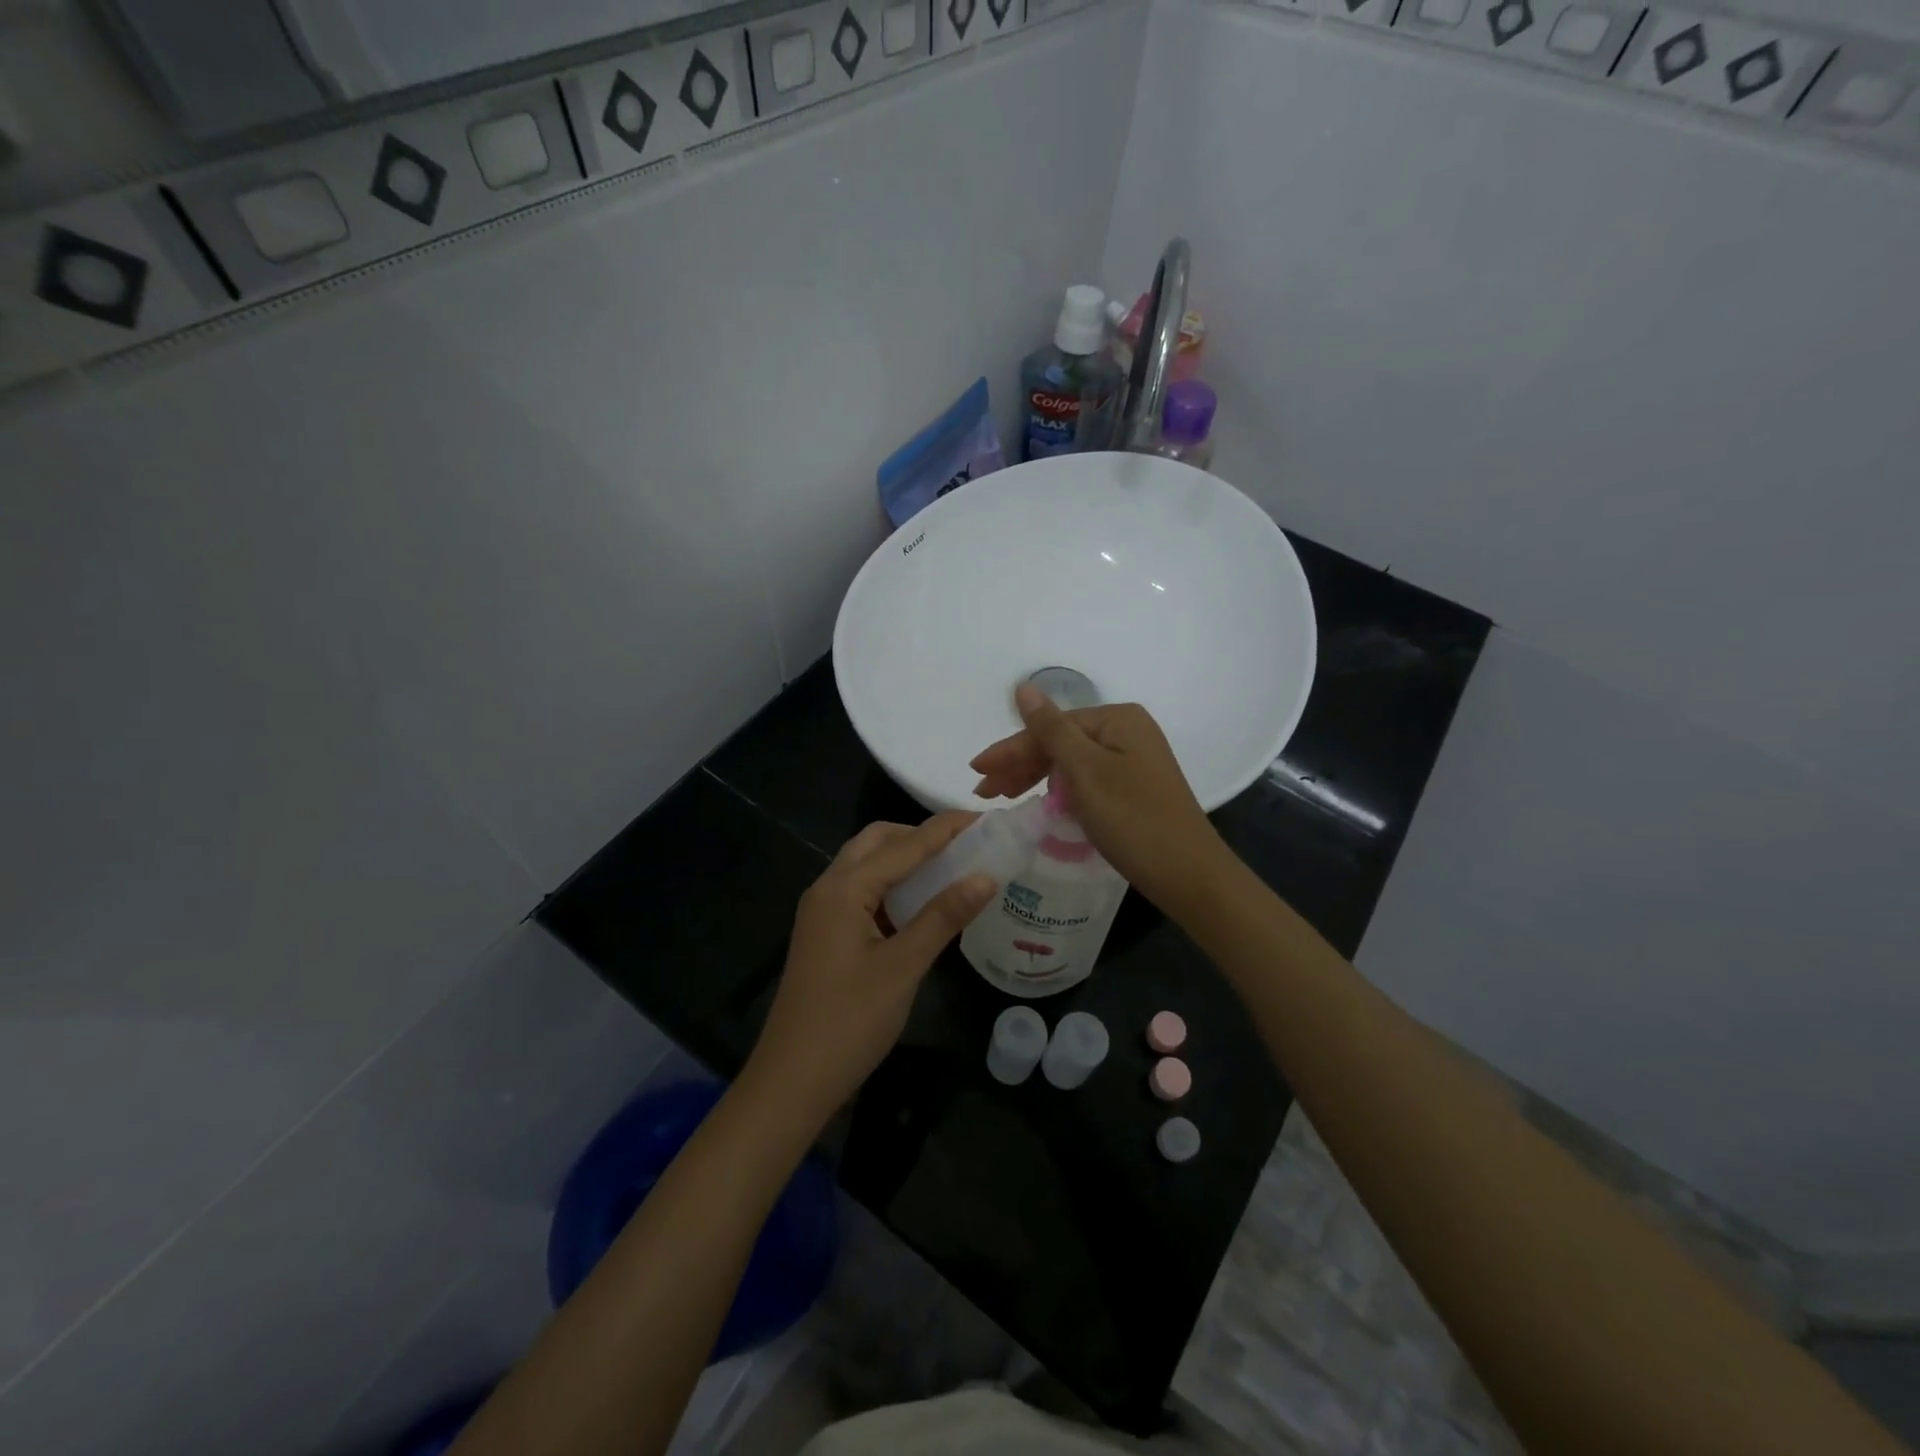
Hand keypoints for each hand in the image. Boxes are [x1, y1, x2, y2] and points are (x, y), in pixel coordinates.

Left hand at [744, 813, 993, 1126]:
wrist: (792, 1081)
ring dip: (905, 858)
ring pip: (867, 865)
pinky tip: (920, 904)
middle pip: (877, 841)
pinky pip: (862, 891)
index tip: (986, 819)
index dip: (947, 829)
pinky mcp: (825, 933)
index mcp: (844, 888)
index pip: (905, 844)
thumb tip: (986, 876)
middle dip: (920, 836)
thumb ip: (944, 916)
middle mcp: (828, 888)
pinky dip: (892, 885)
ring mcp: (822, 911)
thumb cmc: (849, 1022)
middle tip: (965, 846)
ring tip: (950, 868)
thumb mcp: (903, 966)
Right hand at [970, 685, 1227, 914]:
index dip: (1011, 750)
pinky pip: (1085, 781)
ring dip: (1035, 778)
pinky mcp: (1134, 788)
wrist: (1189, 875)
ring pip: (1070, 763)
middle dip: (1020, 765)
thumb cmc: (1134, 820)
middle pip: (1060, 743)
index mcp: (1117, 719)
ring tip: (1001, 797)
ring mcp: (1133, 761)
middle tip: (983, 791)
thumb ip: (1051, 730)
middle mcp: (1127, 732)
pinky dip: (1060, 791)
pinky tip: (1040, 802)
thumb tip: (1023, 686)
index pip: (1050, 728)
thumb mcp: (1086, 772)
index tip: (976, 772)